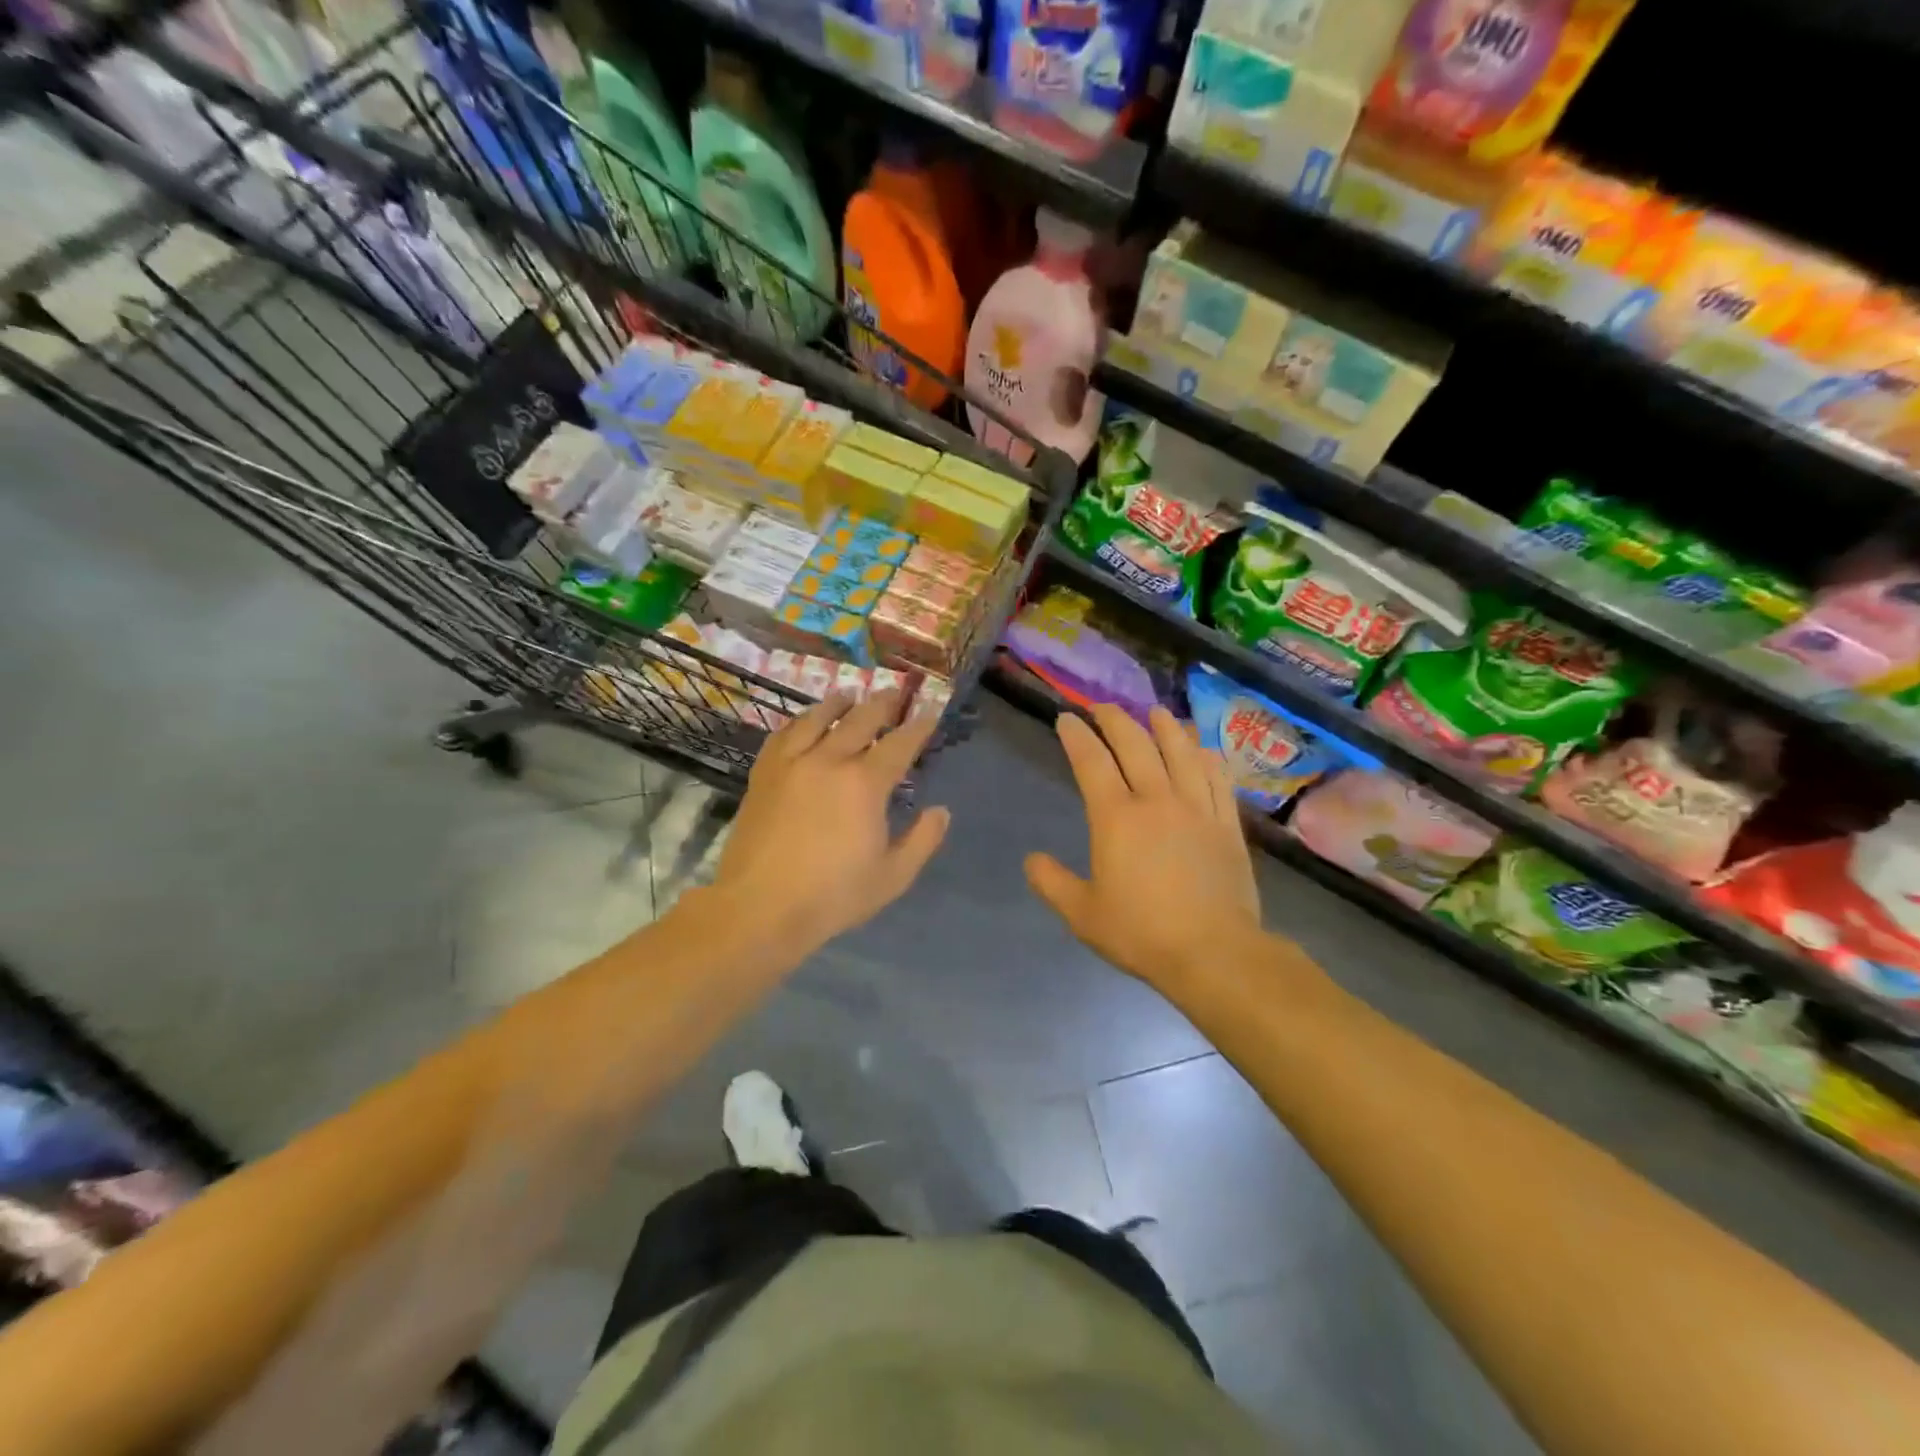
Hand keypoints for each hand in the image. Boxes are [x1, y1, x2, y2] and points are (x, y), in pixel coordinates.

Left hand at [710, 689, 949, 954]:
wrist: (759, 907)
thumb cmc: (833, 896)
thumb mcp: (892, 877)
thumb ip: (922, 840)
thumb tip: (941, 811)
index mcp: (865, 784)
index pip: (901, 743)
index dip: (919, 726)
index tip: (931, 712)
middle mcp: (830, 760)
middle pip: (861, 719)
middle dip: (883, 703)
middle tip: (895, 692)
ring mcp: (792, 762)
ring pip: (819, 717)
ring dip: (840, 703)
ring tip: (850, 695)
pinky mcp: (764, 772)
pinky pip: (784, 733)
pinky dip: (800, 720)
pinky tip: (805, 720)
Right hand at [1026, 703, 1262, 991]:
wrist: (1214, 952)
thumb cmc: (1141, 933)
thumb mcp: (1082, 914)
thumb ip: (1052, 882)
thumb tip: (1031, 859)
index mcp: (1116, 818)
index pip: (1092, 762)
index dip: (1077, 736)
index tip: (1067, 718)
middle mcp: (1157, 801)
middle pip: (1136, 746)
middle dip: (1116, 720)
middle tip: (1103, 707)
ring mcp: (1197, 808)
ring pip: (1181, 752)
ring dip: (1165, 727)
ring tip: (1155, 712)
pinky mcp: (1227, 824)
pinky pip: (1217, 778)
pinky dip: (1205, 756)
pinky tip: (1201, 749)